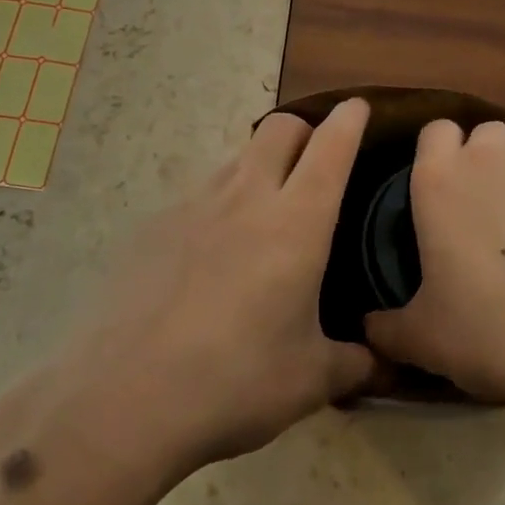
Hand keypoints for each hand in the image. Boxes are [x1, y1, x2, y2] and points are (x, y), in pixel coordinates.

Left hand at [17, 99, 375, 479]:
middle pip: (281, 127)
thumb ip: (354, 364)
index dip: (350, 119)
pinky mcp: (156, 224)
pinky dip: (221, 204)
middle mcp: (247, 197)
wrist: (124, 396)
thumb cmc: (235, 381)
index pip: (331, 146)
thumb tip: (379, 364)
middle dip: (305, 130)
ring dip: (262, 165)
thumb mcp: (309, 381)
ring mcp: (195, 205)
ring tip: (266, 212)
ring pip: (239, 156)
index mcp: (296, 221)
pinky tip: (214, 254)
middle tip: (316, 165)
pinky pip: (201, 194)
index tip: (359, 108)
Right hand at [365, 117, 504, 410]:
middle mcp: (489, 151)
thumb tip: (369, 327)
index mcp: (438, 179)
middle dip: (489, 164)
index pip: (433, 134)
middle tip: (500, 215)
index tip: (451, 194)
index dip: (442, 157)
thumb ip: (390, 327)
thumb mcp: (427, 341)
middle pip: (485, 136)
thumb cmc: (494, 332)